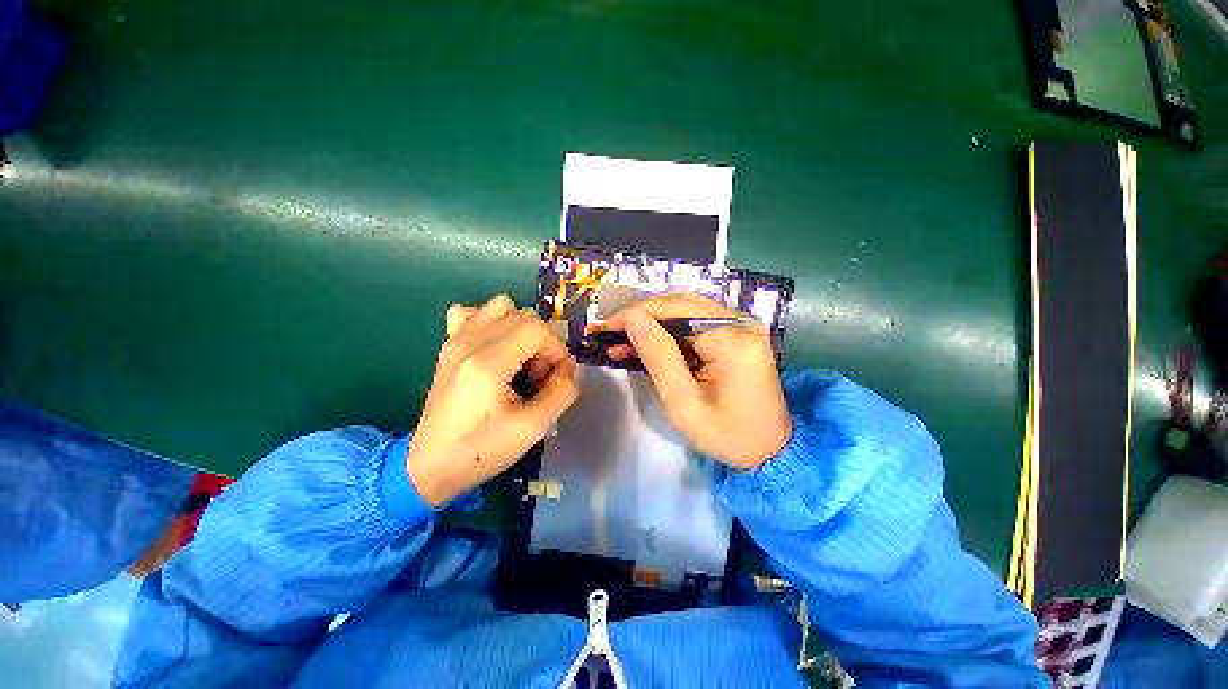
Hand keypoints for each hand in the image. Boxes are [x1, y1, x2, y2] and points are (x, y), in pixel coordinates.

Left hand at [407, 295, 577, 505]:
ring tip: (520, 359)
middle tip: (538, 376)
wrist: (430, 466)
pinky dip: (492, 322)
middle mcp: (469, 342)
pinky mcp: (449, 346)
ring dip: (521, 328)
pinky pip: (472, 313)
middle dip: (542, 342)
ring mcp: (455, 340)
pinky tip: (495, 348)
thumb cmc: (481, 450)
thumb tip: (569, 366)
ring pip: (500, 306)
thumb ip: (562, 391)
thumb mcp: (533, 428)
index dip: (556, 349)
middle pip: (523, 315)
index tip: (555, 377)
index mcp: (488, 362)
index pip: (537, 328)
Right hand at [603, 291, 790, 469]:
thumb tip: (632, 319)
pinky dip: (670, 328)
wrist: (771, 449)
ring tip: (626, 339)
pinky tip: (651, 341)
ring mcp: (742, 324)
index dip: (635, 314)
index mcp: (731, 339)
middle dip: (641, 315)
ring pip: (686, 307)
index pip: (673, 310)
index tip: (605, 328)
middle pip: (680, 302)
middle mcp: (740, 321)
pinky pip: (697, 320)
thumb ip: (658, 356)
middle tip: (612, 334)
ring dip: (654, 320)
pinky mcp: (739, 331)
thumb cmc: (727, 435)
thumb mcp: (683, 403)